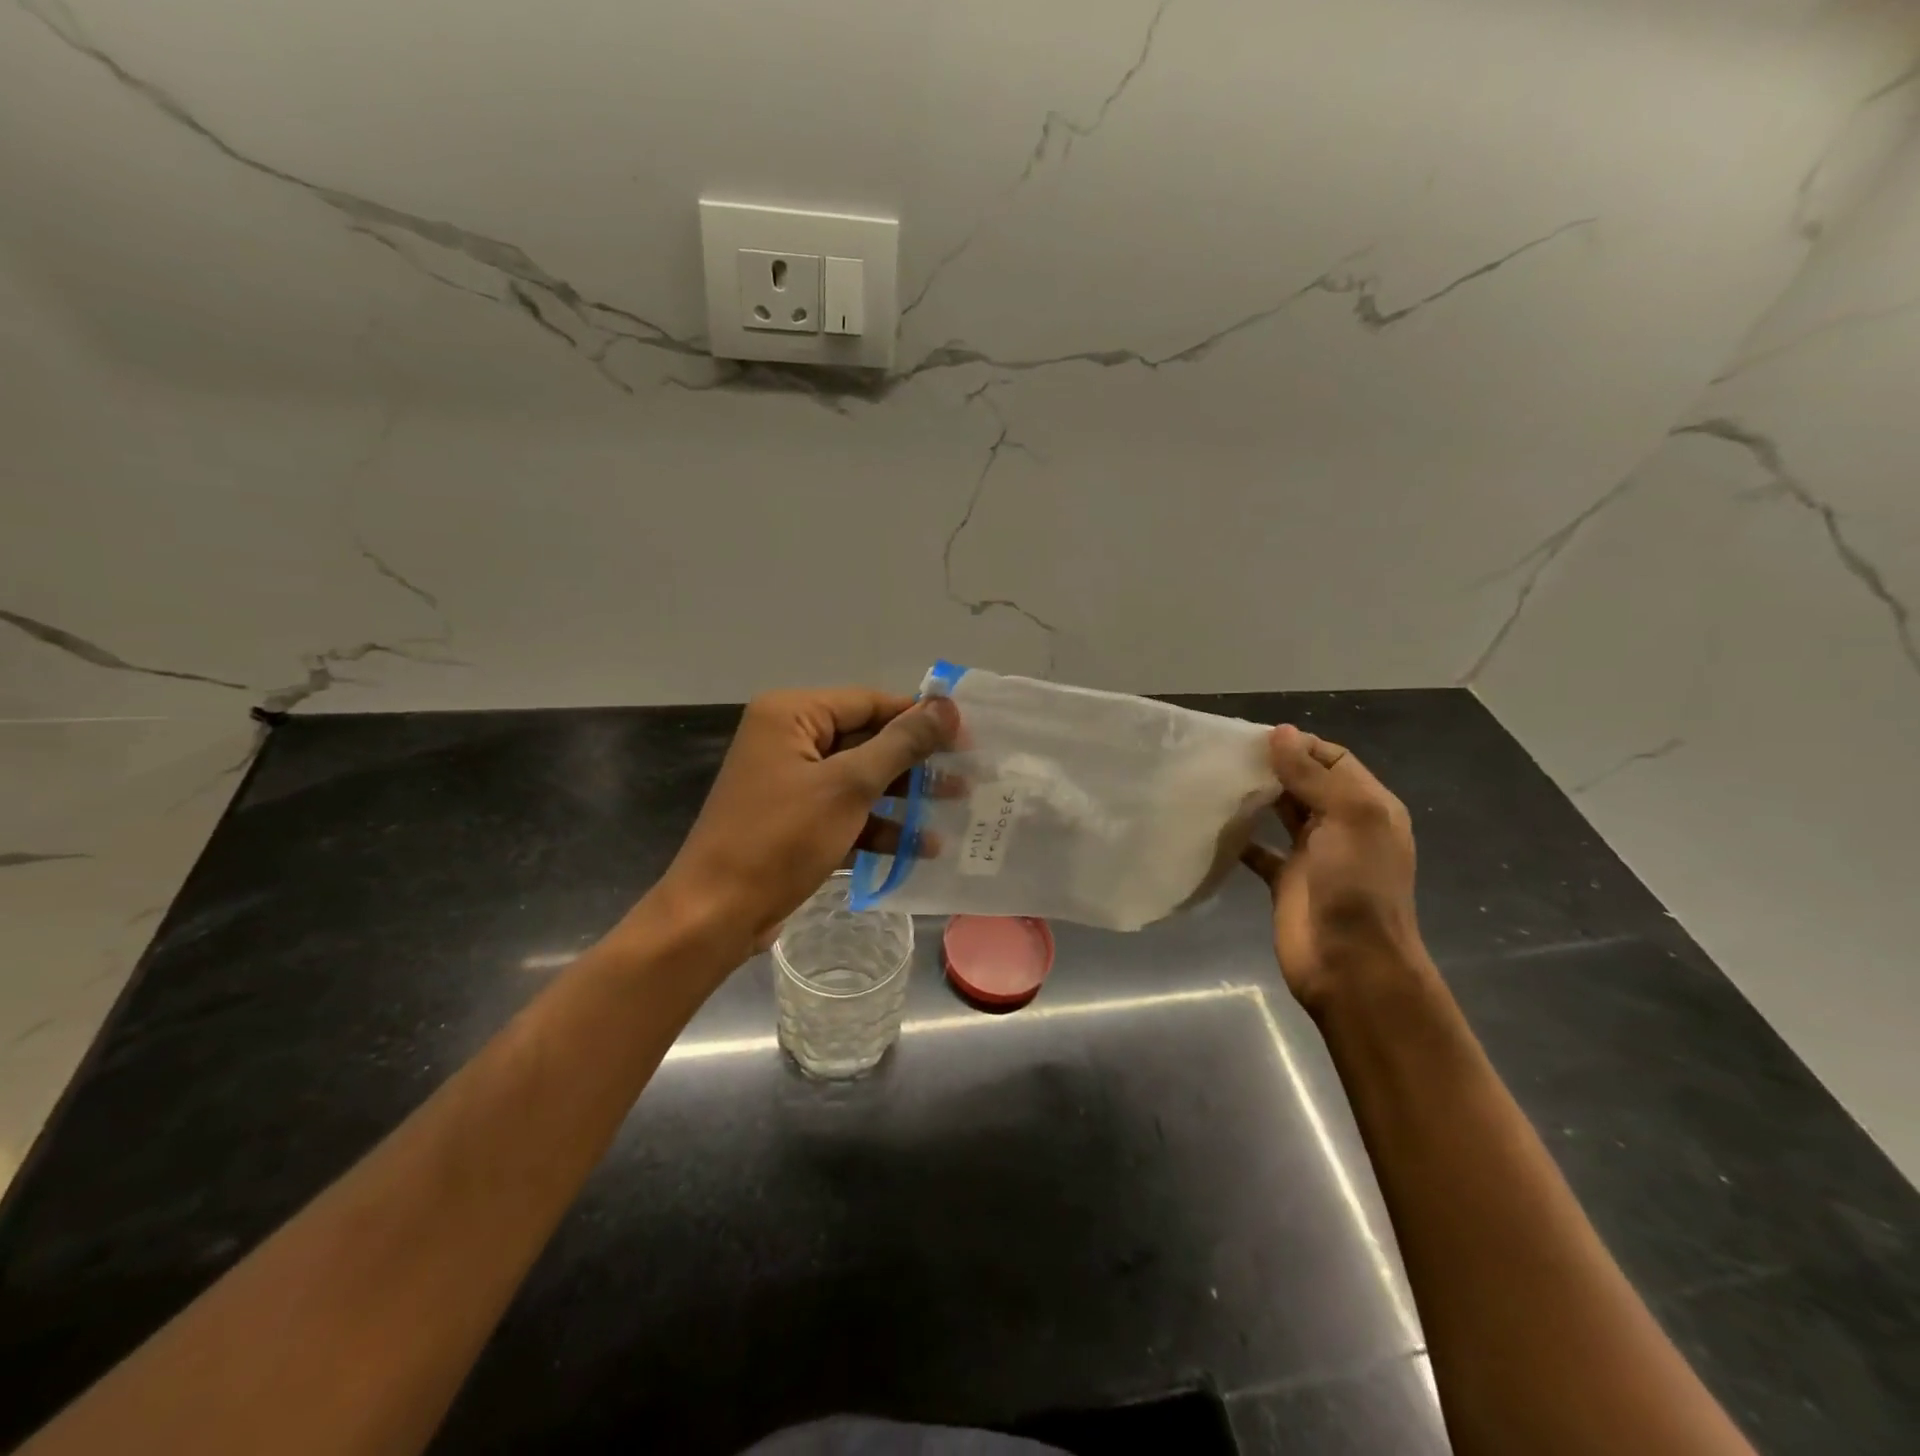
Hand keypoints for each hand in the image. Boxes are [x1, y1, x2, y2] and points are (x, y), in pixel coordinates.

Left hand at [656, 688, 957, 953]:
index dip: (919, 718)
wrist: (717, 914)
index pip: (869, 702)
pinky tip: (921, 847)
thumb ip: (900, 744)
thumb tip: (946, 706)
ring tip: (956, 807)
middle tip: (967, 774)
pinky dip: (879, 826)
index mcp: (792, 715)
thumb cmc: (781, 838)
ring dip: (905, 797)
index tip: (967, 735)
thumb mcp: (848, 786)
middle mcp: (789, 740)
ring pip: (860, 779)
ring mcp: (791, 783)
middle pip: (867, 740)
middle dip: (916, 762)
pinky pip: (846, 812)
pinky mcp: (795, 821)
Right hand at [1240, 724, 1422, 1014]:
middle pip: (1305, 783)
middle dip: (1272, 767)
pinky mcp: (1284, 881)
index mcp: (1367, 806)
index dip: (1299, 746)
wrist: (1351, 965)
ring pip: (1280, 812)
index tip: (1254, 739)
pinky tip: (1214, 825)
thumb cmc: (1357, 887)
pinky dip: (1240, 838)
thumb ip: (1313, 776)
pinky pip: (1259, 850)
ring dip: (1255, 797)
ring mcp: (1312, 854)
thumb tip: (1281, 732)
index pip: (1333, 760)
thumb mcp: (1349, 819)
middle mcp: (1341, 825)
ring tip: (1215, 780)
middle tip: (1226, 755)